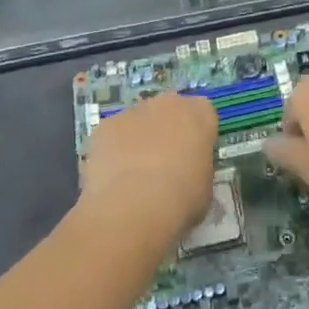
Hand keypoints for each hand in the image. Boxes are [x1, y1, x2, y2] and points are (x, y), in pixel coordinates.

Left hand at [80, 91, 217, 247]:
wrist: (135, 205)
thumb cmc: (182, 197)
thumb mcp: (205, 186)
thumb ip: (197, 168)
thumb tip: (187, 173)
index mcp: (199, 113)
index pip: (202, 114)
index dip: (197, 136)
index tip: (193, 158)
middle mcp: (167, 103)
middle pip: (168, 112)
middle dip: (165, 132)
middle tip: (164, 166)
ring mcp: (132, 111)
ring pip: (137, 123)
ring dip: (137, 141)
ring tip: (134, 179)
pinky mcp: (104, 126)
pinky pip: (111, 137)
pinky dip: (112, 153)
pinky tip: (112, 181)